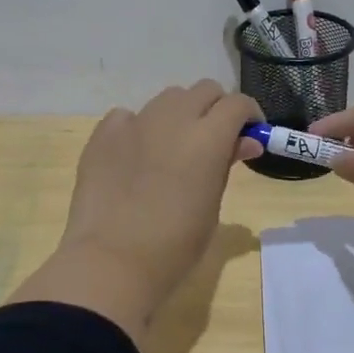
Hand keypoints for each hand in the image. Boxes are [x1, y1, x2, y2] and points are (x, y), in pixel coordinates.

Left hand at [8, 82, 261, 342]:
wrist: (111, 262)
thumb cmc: (175, 246)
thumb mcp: (212, 207)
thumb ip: (226, 166)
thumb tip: (244, 142)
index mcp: (208, 137)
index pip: (237, 103)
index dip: (249, 116)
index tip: (250, 136)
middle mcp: (173, 119)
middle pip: (204, 90)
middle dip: (216, 109)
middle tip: (216, 140)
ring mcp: (134, 123)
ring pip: (167, 98)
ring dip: (180, 114)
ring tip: (175, 148)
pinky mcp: (103, 134)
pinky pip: (128, 116)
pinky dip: (140, 128)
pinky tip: (137, 156)